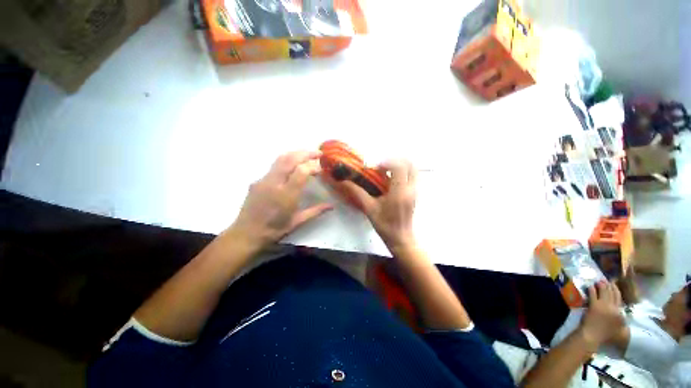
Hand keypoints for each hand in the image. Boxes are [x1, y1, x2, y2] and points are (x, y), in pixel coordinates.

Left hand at [230, 151, 332, 249]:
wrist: (247, 233)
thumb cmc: (274, 230)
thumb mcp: (298, 222)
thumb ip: (316, 211)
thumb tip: (332, 206)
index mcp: (286, 195)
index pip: (302, 171)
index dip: (313, 166)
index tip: (321, 168)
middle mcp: (274, 183)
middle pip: (290, 159)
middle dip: (306, 153)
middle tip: (318, 153)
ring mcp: (263, 180)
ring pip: (281, 159)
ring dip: (296, 154)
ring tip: (307, 155)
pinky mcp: (257, 180)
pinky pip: (274, 166)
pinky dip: (287, 161)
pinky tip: (292, 167)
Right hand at [341, 159, 416, 252]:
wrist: (400, 237)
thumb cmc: (385, 224)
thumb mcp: (369, 208)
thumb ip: (358, 193)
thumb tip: (345, 182)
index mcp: (399, 192)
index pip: (399, 168)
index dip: (387, 162)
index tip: (376, 167)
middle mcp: (410, 189)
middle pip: (411, 165)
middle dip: (397, 160)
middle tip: (383, 165)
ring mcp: (415, 191)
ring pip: (414, 170)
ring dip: (401, 166)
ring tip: (387, 171)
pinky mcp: (415, 194)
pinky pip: (413, 176)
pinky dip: (403, 172)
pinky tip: (391, 180)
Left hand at [579, 281, 624, 347]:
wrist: (593, 336)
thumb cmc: (606, 336)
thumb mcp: (621, 332)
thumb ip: (624, 325)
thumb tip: (626, 321)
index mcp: (620, 313)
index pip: (619, 299)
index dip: (617, 291)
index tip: (615, 285)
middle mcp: (613, 308)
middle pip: (612, 294)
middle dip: (610, 286)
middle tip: (608, 280)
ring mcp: (603, 306)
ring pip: (604, 293)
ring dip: (602, 286)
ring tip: (600, 281)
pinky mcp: (593, 305)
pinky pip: (593, 295)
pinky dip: (592, 289)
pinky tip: (591, 286)